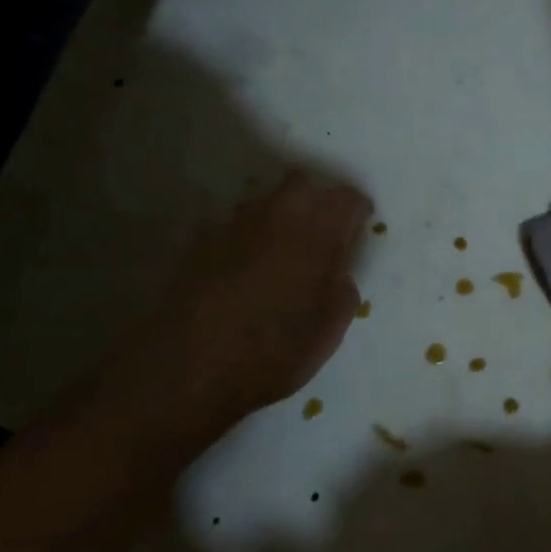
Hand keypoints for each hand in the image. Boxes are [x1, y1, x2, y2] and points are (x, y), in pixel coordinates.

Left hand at [99, 170, 368, 440]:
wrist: (190, 369)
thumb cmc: (274, 351)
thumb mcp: (329, 330)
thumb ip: (343, 290)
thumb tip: (338, 272)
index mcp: (317, 235)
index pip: (346, 198)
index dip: (357, 208)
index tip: (360, 224)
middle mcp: (276, 219)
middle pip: (301, 183)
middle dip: (316, 197)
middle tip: (322, 228)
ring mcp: (233, 228)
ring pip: (263, 200)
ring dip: (278, 214)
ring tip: (282, 246)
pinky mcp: (199, 245)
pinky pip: (230, 226)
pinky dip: (244, 237)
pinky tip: (244, 265)